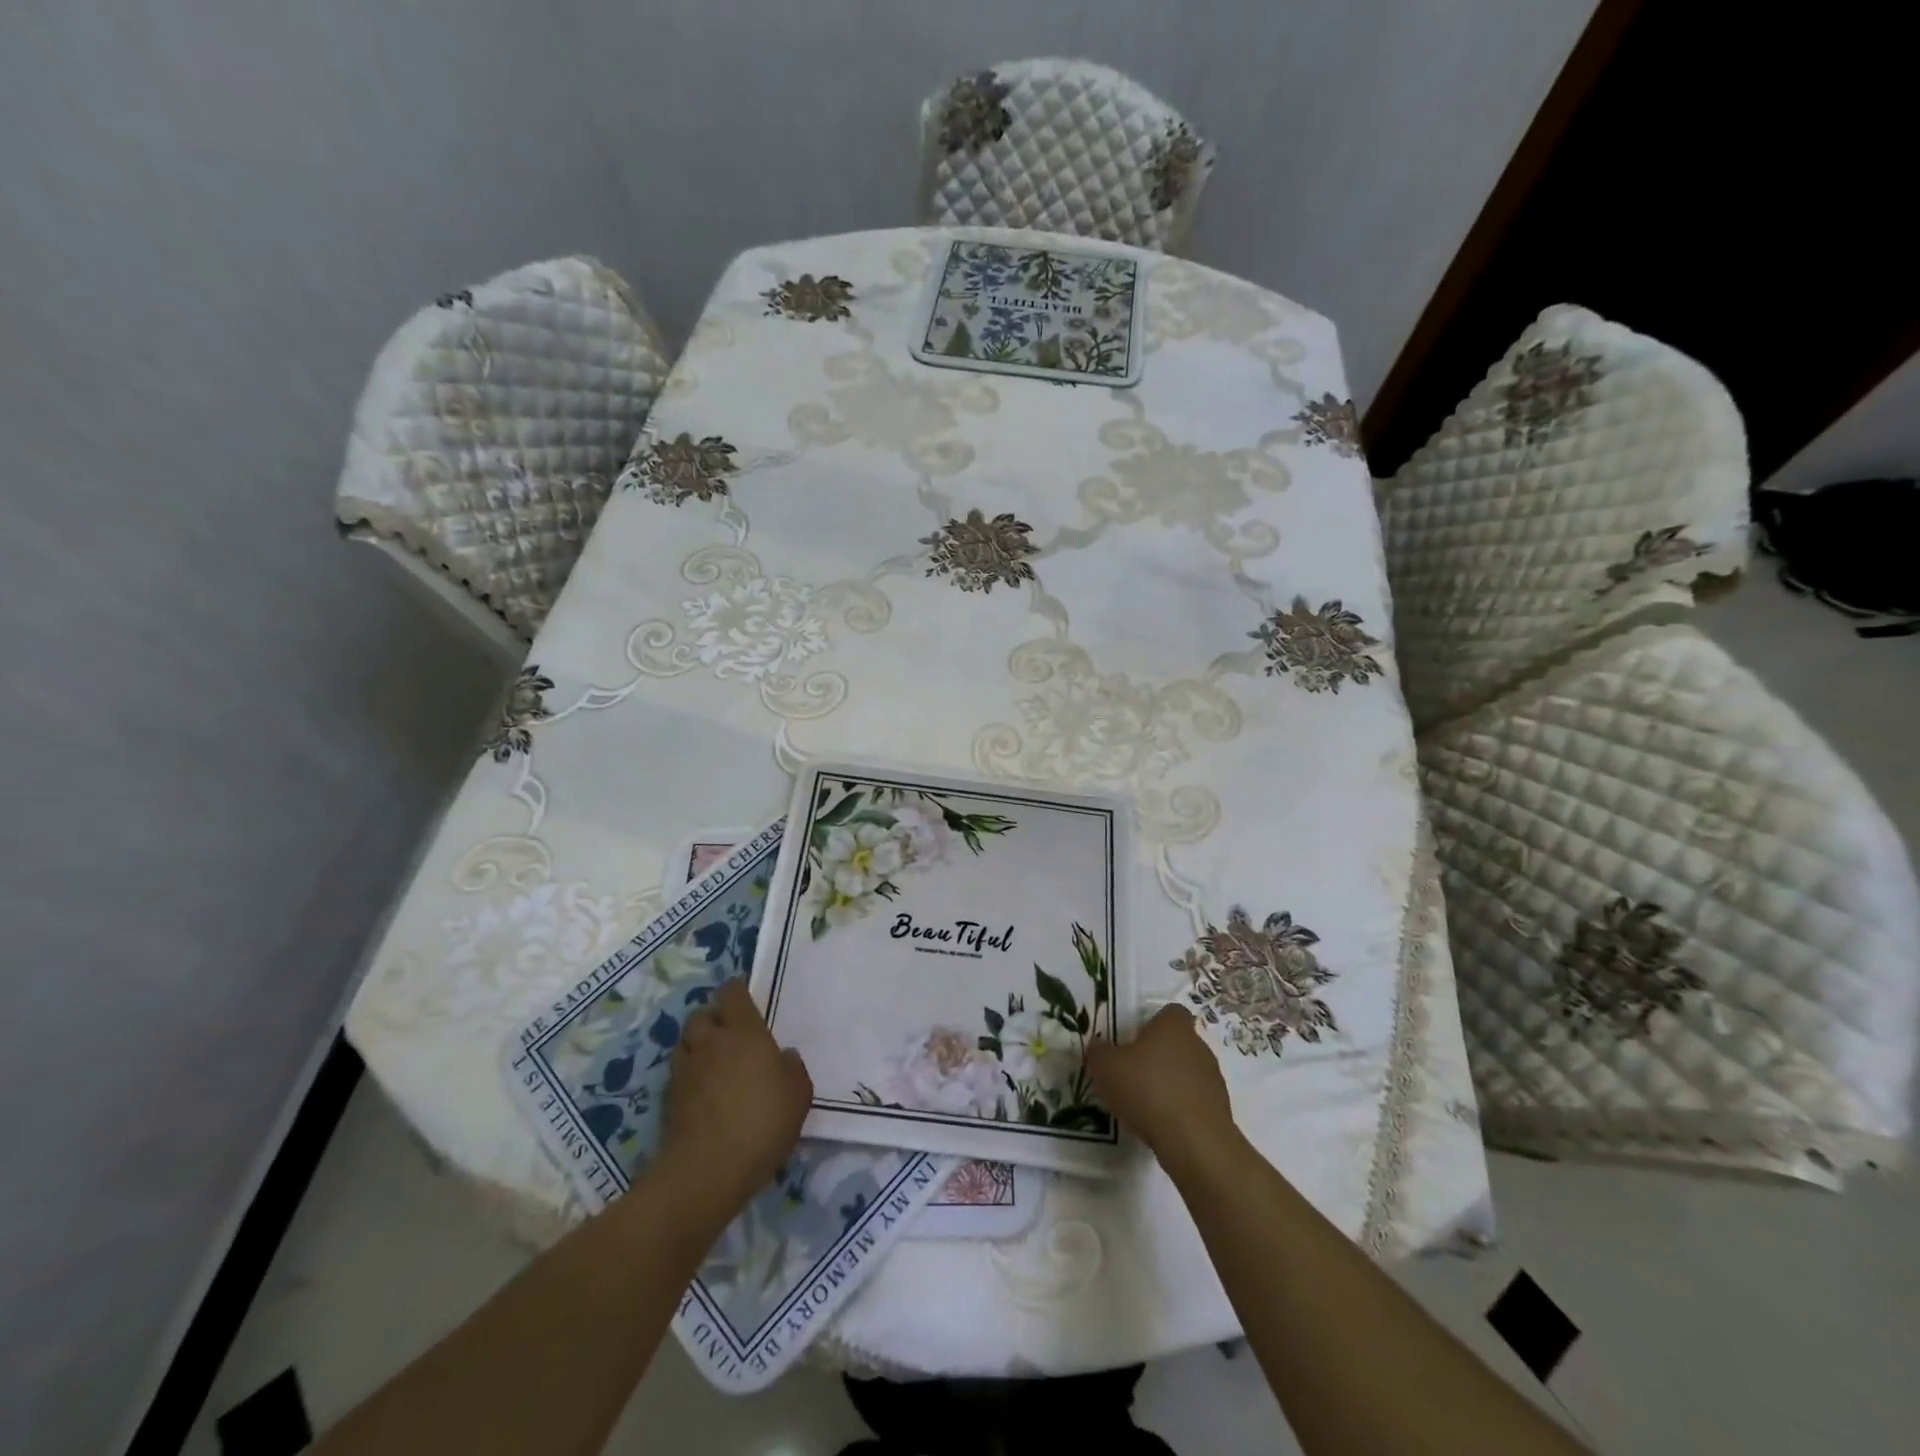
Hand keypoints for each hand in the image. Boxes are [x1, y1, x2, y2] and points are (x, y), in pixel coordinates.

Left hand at [662, 978, 812, 1213]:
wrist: (708, 1169)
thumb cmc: (762, 1122)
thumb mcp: (798, 1095)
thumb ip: (793, 1069)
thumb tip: (784, 1056)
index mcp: (744, 1032)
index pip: (732, 993)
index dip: (737, 990)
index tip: (745, 996)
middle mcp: (711, 1042)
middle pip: (702, 1014)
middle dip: (713, 1018)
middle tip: (730, 1032)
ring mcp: (686, 1069)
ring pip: (686, 1042)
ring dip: (698, 1044)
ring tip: (713, 1061)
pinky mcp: (669, 1098)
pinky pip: (679, 1072)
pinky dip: (689, 1074)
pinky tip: (703, 1091)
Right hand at [1086, 1003, 1238, 1180]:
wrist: (1194, 1142)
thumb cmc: (1148, 1090)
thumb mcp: (1106, 1068)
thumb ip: (1099, 1052)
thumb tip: (1098, 1047)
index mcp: (1173, 1026)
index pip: (1170, 1013)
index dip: (1152, 1024)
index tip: (1134, 1042)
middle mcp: (1198, 1045)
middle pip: (1177, 1043)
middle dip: (1158, 1056)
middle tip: (1133, 1075)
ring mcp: (1213, 1078)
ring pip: (1187, 1073)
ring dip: (1170, 1084)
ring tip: (1146, 1105)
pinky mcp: (1220, 1110)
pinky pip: (1195, 1101)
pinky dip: (1180, 1109)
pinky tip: (1163, 1125)